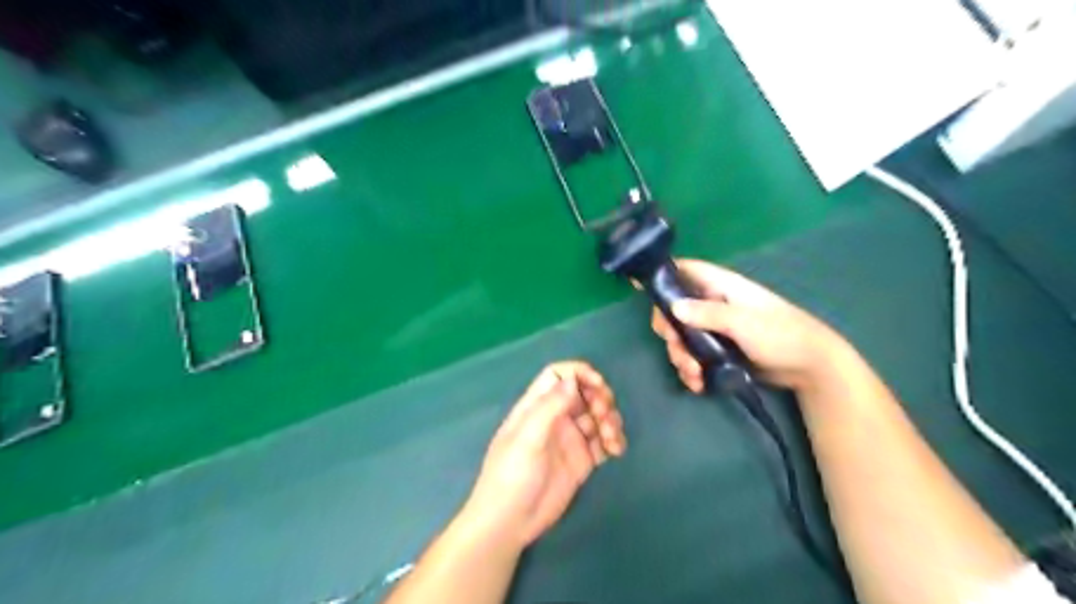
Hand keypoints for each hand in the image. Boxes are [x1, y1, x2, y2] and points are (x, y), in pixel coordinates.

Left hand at [460, 362, 628, 550]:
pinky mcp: (582, 461)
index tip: (599, 385)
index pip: (559, 375)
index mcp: (536, 406)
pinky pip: (603, 442)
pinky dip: (613, 441)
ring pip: (597, 417)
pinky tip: (616, 450)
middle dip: (600, 398)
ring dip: (609, 420)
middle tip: (604, 415)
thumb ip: (549, 407)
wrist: (509, 522)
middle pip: (583, 393)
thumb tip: (572, 380)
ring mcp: (569, 439)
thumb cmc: (511, 475)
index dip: (580, 373)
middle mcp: (555, 418)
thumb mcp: (527, 438)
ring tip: (611, 439)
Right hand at [651, 259, 853, 394]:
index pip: (685, 271)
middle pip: (675, 310)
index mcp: (721, 287)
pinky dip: (691, 370)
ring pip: (682, 337)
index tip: (637, 287)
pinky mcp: (718, 351)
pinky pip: (694, 356)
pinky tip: (698, 384)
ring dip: (680, 356)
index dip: (661, 275)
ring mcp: (715, 329)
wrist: (809, 367)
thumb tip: (673, 308)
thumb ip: (709, 314)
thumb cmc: (781, 334)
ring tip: (693, 375)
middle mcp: (713, 305)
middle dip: (670, 331)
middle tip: (675, 346)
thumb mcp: (744, 322)